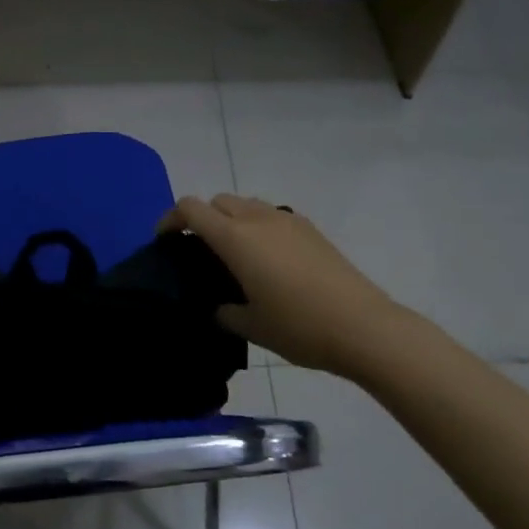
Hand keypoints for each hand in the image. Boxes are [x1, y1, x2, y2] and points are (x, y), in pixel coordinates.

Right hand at [159, 194, 403, 372]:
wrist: (363, 327)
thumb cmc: (298, 326)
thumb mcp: (251, 326)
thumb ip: (226, 312)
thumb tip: (221, 307)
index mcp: (235, 238)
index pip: (191, 208)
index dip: (171, 218)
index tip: (165, 239)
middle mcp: (258, 219)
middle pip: (218, 200)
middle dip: (202, 217)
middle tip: (200, 249)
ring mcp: (288, 220)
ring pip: (247, 204)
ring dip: (232, 219)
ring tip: (235, 253)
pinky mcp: (311, 230)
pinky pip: (272, 216)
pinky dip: (259, 226)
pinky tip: (269, 260)